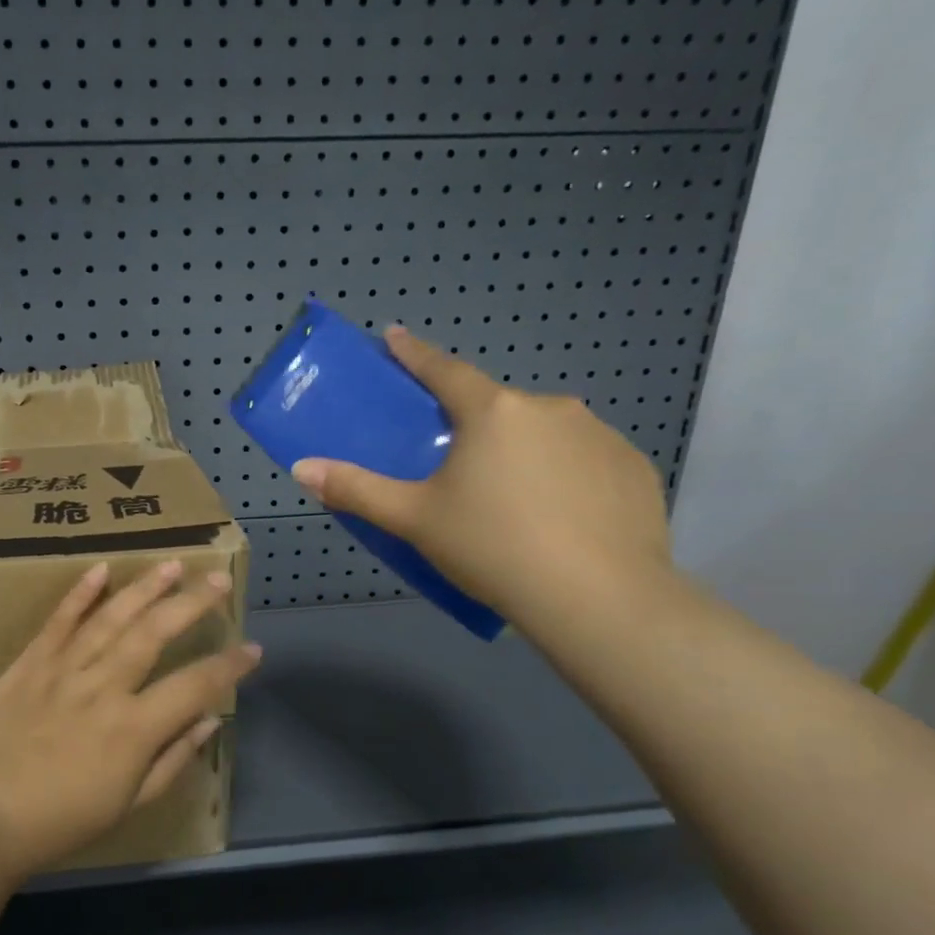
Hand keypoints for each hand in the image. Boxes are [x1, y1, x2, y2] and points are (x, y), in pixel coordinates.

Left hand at [0, 559, 261, 884]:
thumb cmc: (61, 821)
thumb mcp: (127, 805)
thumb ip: (172, 759)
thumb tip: (209, 722)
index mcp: (134, 728)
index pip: (195, 686)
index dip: (228, 666)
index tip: (252, 648)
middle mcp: (104, 688)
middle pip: (155, 634)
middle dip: (192, 603)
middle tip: (218, 580)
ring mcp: (64, 670)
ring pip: (112, 618)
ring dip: (144, 588)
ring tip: (172, 564)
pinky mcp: (30, 663)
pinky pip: (59, 622)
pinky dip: (79, 594)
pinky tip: (100, 570)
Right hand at [290, 325, 672, 625]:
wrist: (599, 598)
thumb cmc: (493, 548)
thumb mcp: (414, 520)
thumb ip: (356, 490)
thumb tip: (301, 468)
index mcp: (493, 412)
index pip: (444, 369)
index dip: (414, 353)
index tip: (395, 336)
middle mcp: (549, 408)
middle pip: (497, 407)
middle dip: (474, 424)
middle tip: (458, 465)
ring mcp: (600, 434)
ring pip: (544, 432)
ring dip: (522, 451)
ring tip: (511, 500)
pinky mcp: (633, 467)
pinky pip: (584, 459)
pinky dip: (565, 475)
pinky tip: (560, 516)